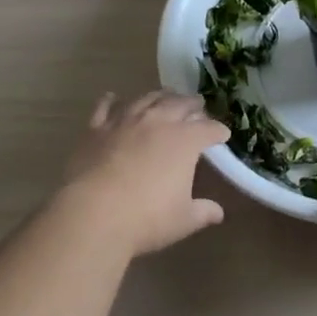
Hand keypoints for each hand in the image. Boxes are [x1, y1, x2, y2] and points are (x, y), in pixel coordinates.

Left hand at [59, 91, 229, 256]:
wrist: (94, 214)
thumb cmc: (146, 219)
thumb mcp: (183, 220)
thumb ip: (203, 211)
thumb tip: (218, 213)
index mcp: (184, 140)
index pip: (208, 129)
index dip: (218, 131)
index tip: (223, 134)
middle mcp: (157, 121)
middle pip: (180, 104)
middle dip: (192, 104)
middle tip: (198, 105)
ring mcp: (125, 121)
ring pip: (147, 98)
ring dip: (160, 96)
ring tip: (166, 95)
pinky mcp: (97, 128)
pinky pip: (105, 107)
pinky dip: (111, 101)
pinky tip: (113, 97)